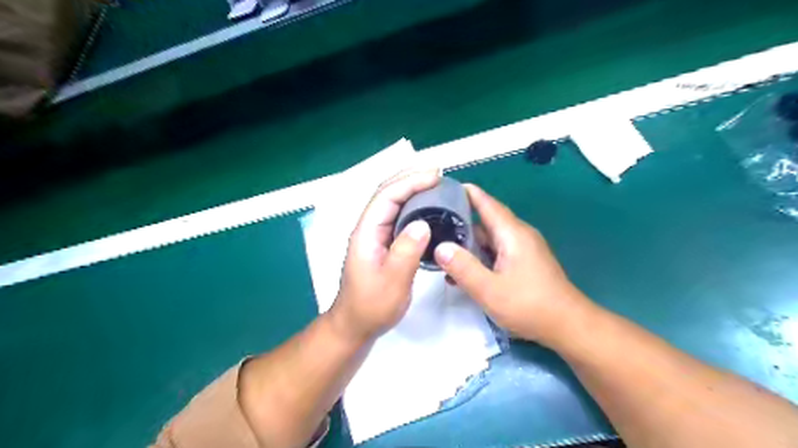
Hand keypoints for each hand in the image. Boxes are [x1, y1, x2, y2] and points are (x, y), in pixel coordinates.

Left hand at [331, 170, 442, 340]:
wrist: (356, 324)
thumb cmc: (372, 306)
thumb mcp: (393, 282)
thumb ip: (406, 251)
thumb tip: (423, 223)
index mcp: (366, 232)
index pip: (386, 196)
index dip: (410, 182)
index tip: (435, 176)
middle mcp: (369, 228)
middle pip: (387, 194)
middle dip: (411, 179)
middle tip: (438, 175)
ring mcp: (375, 235)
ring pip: (393, 204)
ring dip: (412, 190)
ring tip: (436, 185)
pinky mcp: (382, 243)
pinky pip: (398, 218)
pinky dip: (413, 207)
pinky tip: (427, 209)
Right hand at [434, 184, 586, 345]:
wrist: (567, 326)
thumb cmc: (529, 306)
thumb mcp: (489, 290)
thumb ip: (463, 267)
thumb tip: (440, 247)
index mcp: (512, 234)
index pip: (486, 204)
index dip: (466, 193)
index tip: (444, 188)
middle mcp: (518, 235)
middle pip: (485, 221)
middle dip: (460, 221)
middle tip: (433, 224)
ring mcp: (522, 249)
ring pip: (489, 239)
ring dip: (468, 244)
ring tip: (442, 251)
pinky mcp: (523, 262)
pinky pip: (496, 252)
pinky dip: (479, 257)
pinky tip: (463, 271)